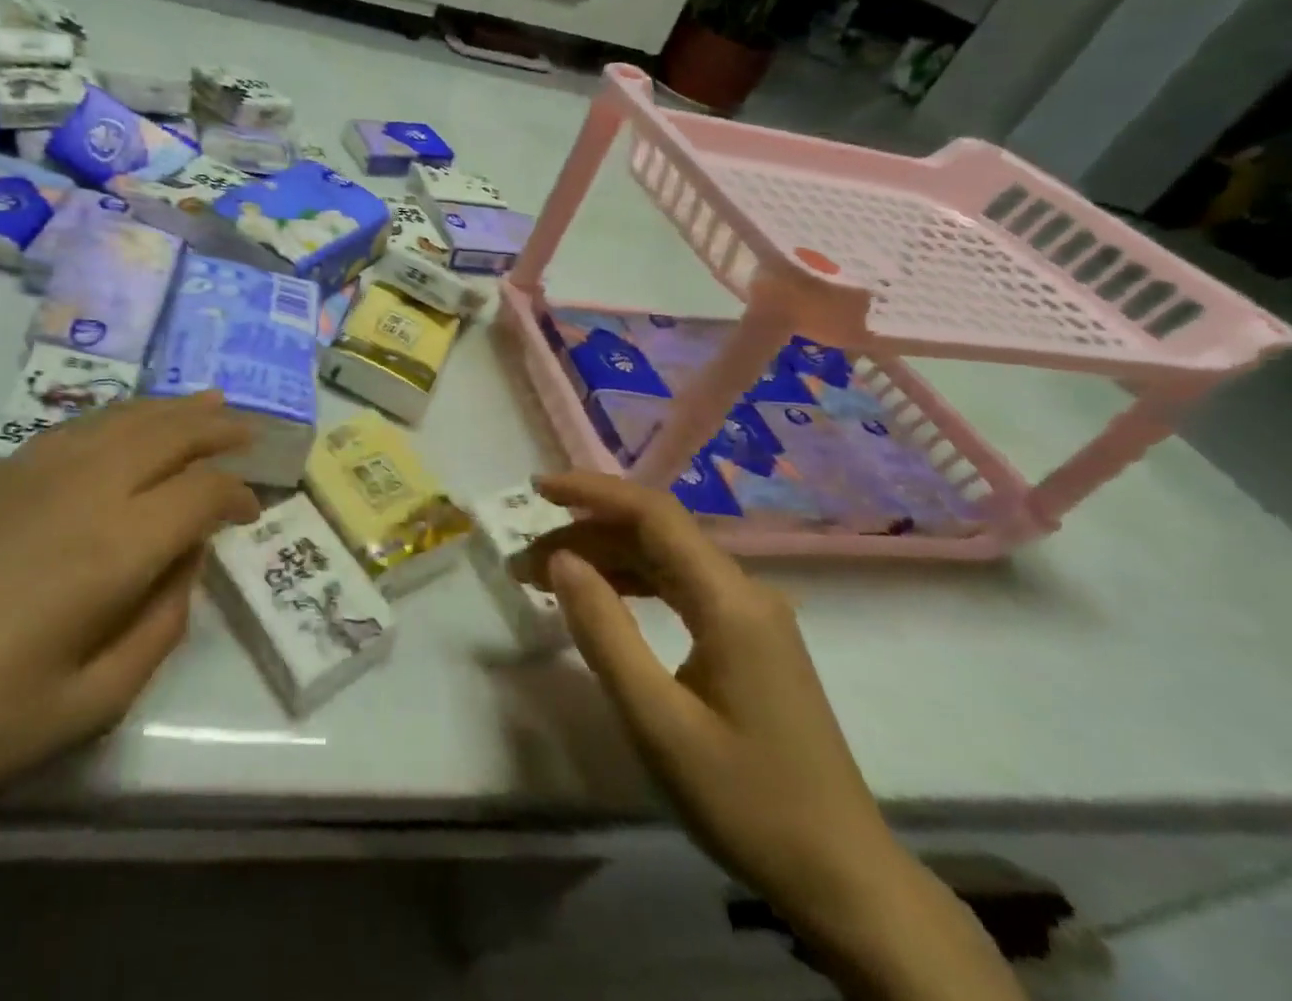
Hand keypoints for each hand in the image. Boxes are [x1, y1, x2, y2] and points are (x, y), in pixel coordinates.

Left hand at [0, 393, 256, 808]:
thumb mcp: (87, 706)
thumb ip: (156, 628)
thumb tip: (182, 564)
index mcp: (114, 546)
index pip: (200, 493)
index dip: (236, 494)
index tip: (251, 511)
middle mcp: (86, 488)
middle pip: (169, 433)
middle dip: (217, 429)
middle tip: (250, 430)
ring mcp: (38, 470)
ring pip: (126, 417)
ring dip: (174, 409)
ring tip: (209, 403)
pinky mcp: (0, 472)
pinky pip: (82, 424)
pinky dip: (123, 414)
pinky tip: (130, 422)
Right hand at [538, 473, 1023, 1000]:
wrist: (843, 880)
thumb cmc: (746, 800)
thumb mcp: (657, 720)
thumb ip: (604, 632)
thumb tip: (561, 560)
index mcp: (730, 600)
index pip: (653, 513)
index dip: (591, 491)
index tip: (536, 488)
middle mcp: (745, 591)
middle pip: (655, 533)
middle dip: (585, 534)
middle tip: (525, 563)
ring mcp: (751, 615)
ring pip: (665, 559)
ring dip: (604, 559)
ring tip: (547, 580)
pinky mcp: (749, 640)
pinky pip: (680, 588)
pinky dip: (631, 584)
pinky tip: (601, 601)